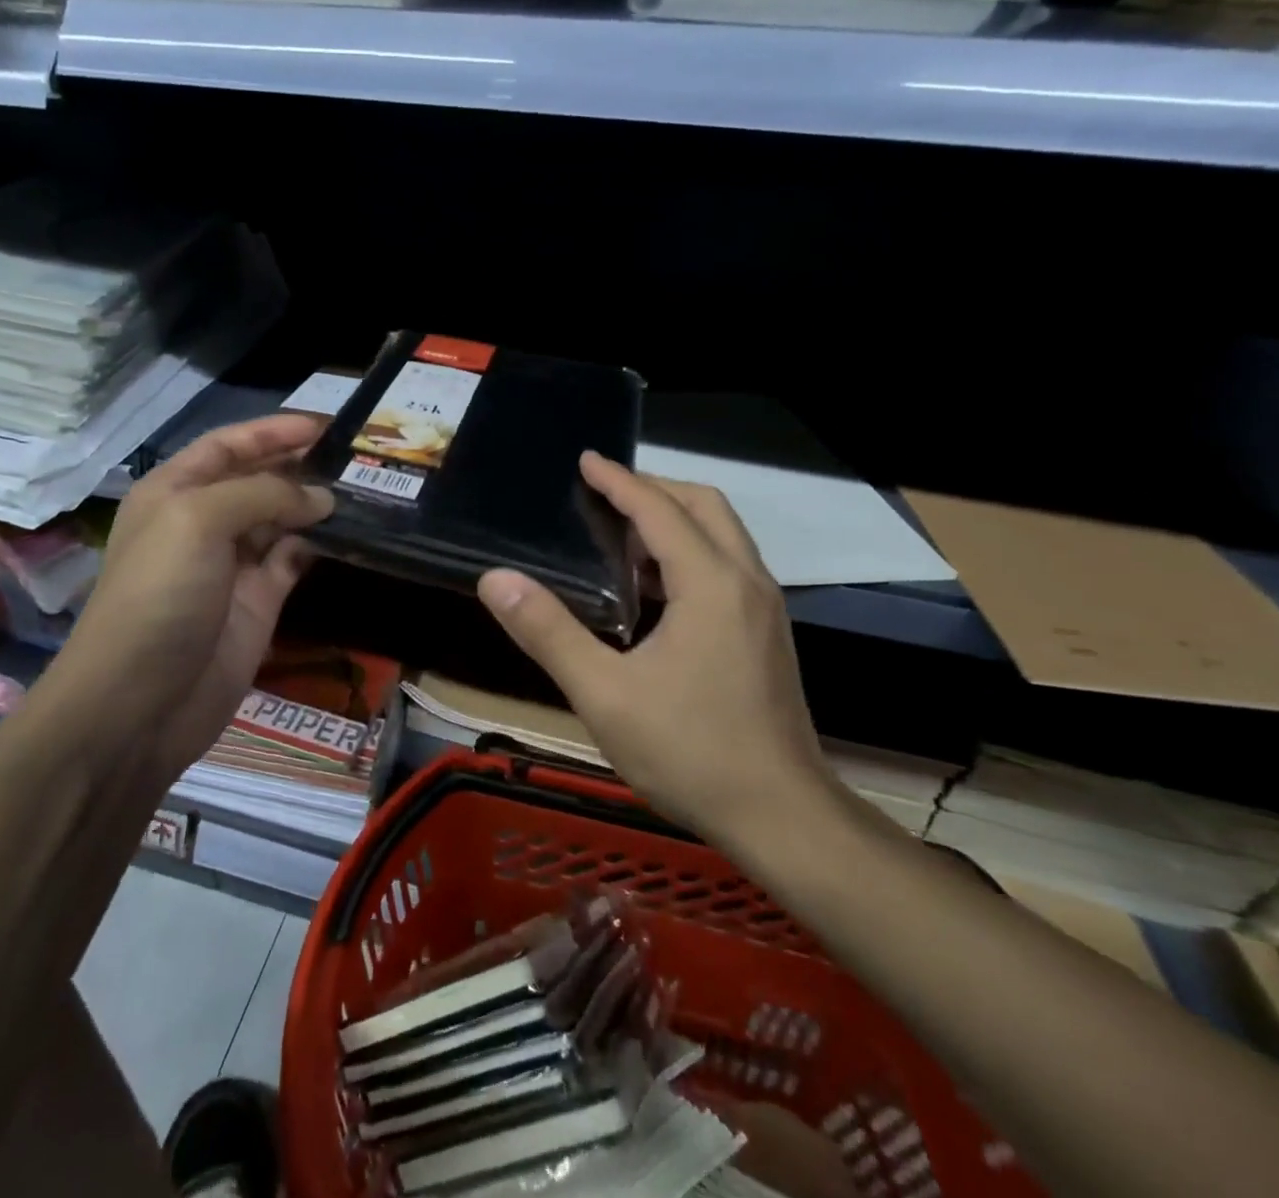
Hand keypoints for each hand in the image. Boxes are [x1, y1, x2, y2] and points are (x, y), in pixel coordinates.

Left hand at [41, 415, 332, 784]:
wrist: (140, 703)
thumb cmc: (159, 595)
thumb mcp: (198, 521)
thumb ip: (262, 494)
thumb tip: (321, 498)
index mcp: (175, 491)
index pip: (228, 445)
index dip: (272, 431)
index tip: (325, 425)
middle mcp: (204, 521)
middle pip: (258, 479)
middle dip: (300, 464)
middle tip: (355, 456)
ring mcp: (233, 564)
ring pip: (282, 519)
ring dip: (316, 503)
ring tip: (365, 487)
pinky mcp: (260, 602)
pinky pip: (294, 559)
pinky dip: (319, 544)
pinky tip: (350, 532)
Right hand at [476, 452, 833, 841]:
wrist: (783, 817)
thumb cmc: (690, 752)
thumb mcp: (603, 694)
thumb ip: (548, 632)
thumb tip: (496, 579)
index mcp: (710, 584)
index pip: (659, 510)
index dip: (619, 480)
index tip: (585, 460)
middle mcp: (746, 582)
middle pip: (704, 506)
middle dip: (653, 489)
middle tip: (603, 494)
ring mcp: (764, 609)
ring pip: (721, 536)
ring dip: (674, 521)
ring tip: (619, 536)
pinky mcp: (767, 634)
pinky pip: (727, 566)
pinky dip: (689, 554)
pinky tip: (652, 590)